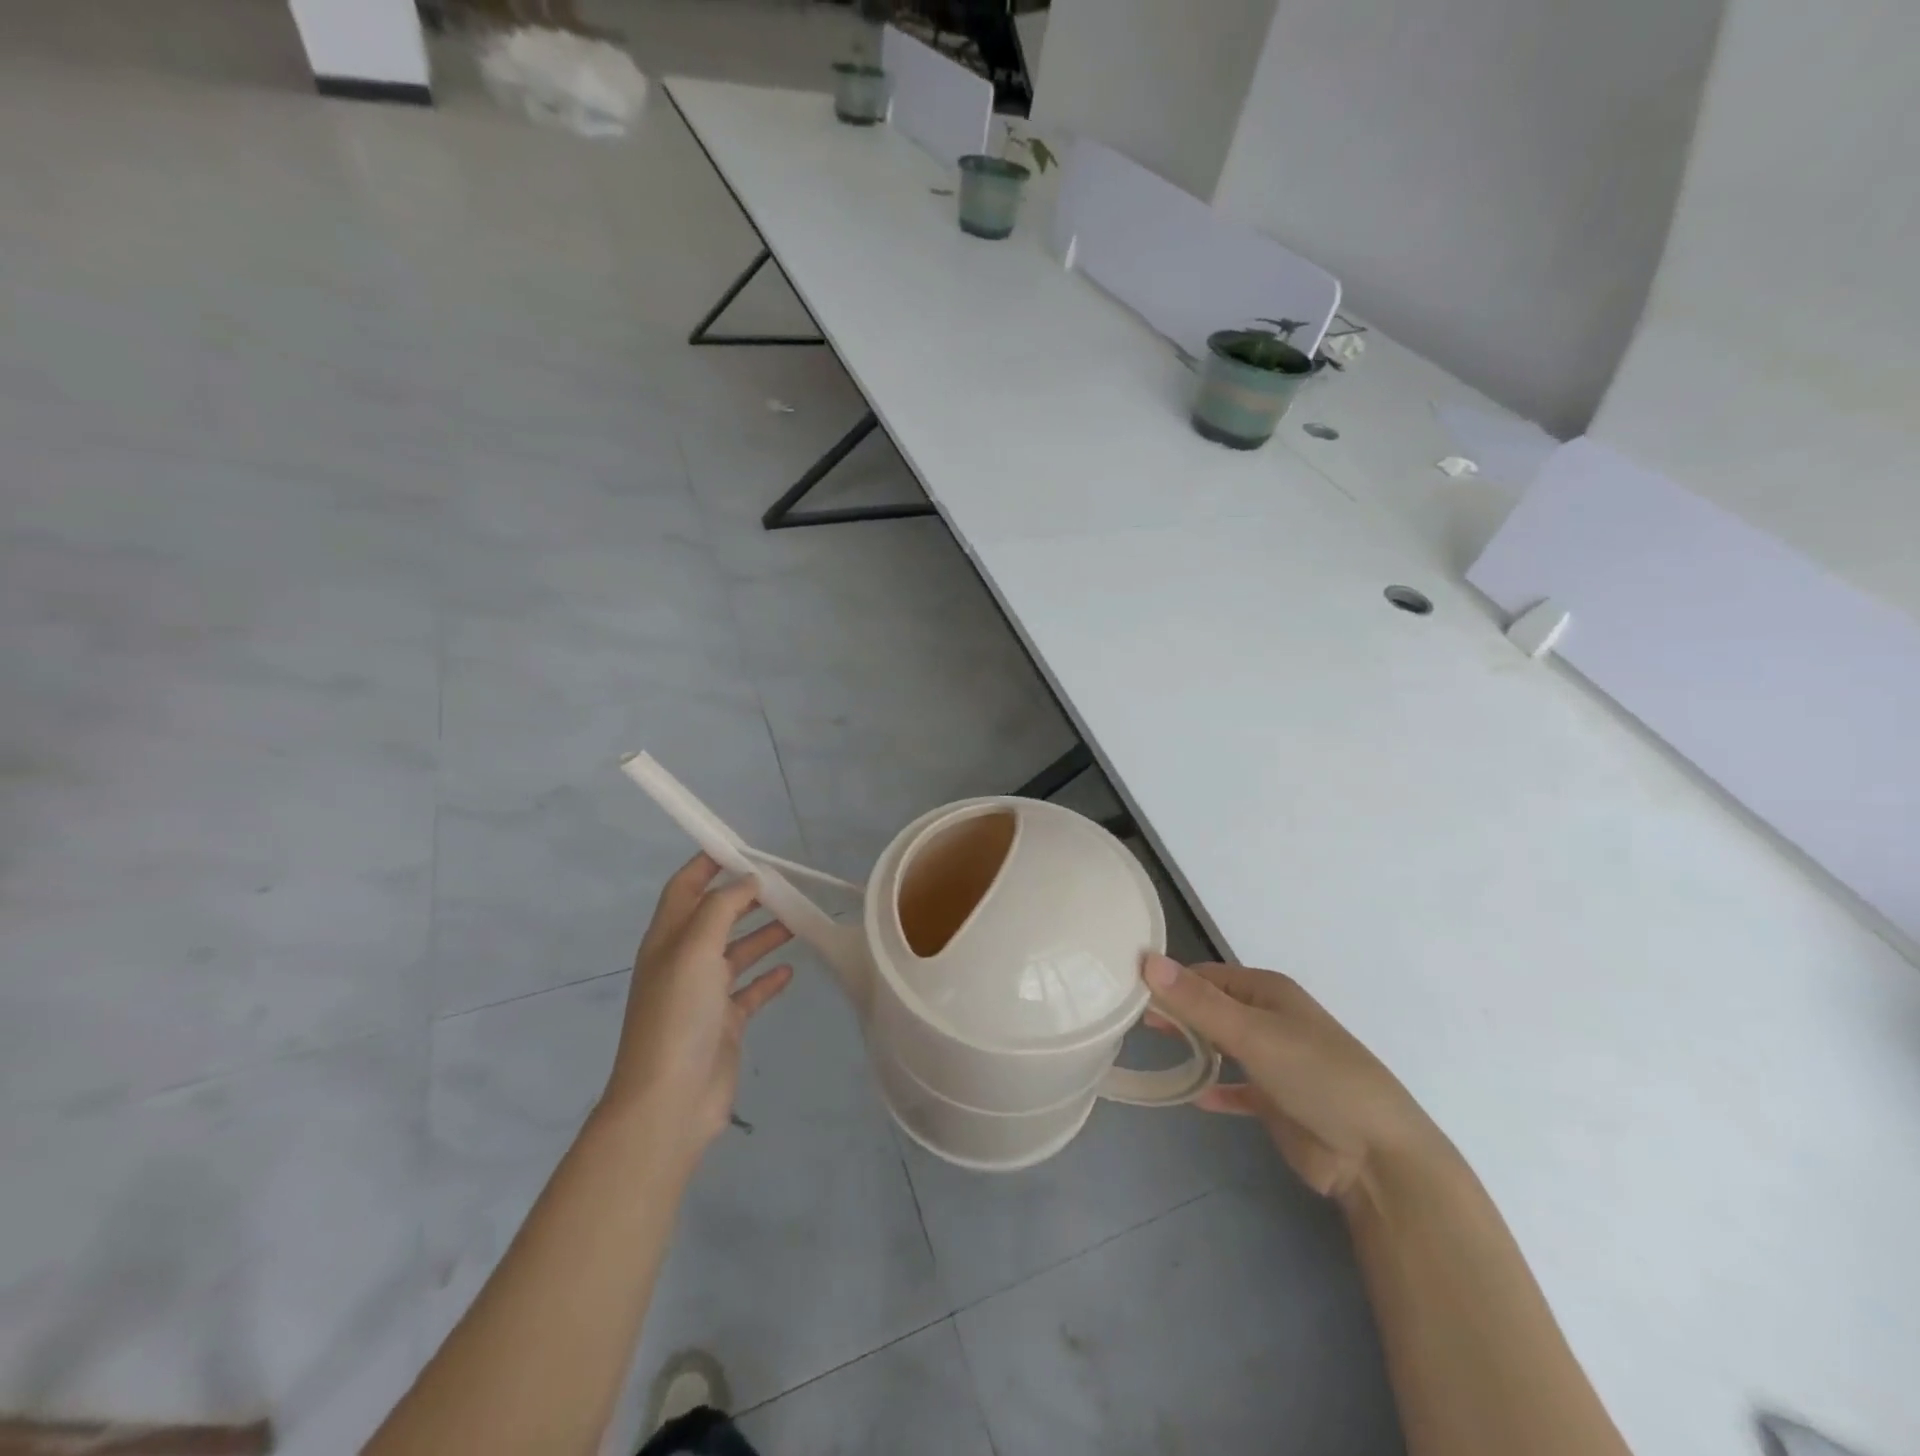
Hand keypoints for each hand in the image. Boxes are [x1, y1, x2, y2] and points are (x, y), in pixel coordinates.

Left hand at [602, 855, 794, 1164]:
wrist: (670, 1101)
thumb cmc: (678, 1015)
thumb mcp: (695, 948)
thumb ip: (722, 907)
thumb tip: (747, 881)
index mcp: (668, 939)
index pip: (685, 888)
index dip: (707, 864)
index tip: (741, 847)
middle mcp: (684, 961)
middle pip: (717, 917)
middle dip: (746, 898)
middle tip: (784, 885)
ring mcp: (704, 995)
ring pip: (737, 952)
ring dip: (764, 934)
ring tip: (799, 920)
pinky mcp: (724, 1024)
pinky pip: (750, 991)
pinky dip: (768, 978)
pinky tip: (791, 971)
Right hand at [1143, 954, 1444, 1202]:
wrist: (1377, 1157)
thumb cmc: (1315, 1077)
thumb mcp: (1253, 1034)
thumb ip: (1198, 1001)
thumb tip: (1145, 959)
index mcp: (1267, 992)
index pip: (1206, 976)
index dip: (1170, 981)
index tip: (1128, 993)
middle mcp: (1270, 1019)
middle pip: (1212, 1007)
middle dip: (1178, 1012)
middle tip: (1133, 1023)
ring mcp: (1275, 1061)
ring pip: (1223, 1045)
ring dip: (1193, 1046)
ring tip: (1152, 1049)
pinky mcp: (1277, 1102)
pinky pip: (1237, 1087)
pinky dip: (1216, 1088)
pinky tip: (1192, 1096)